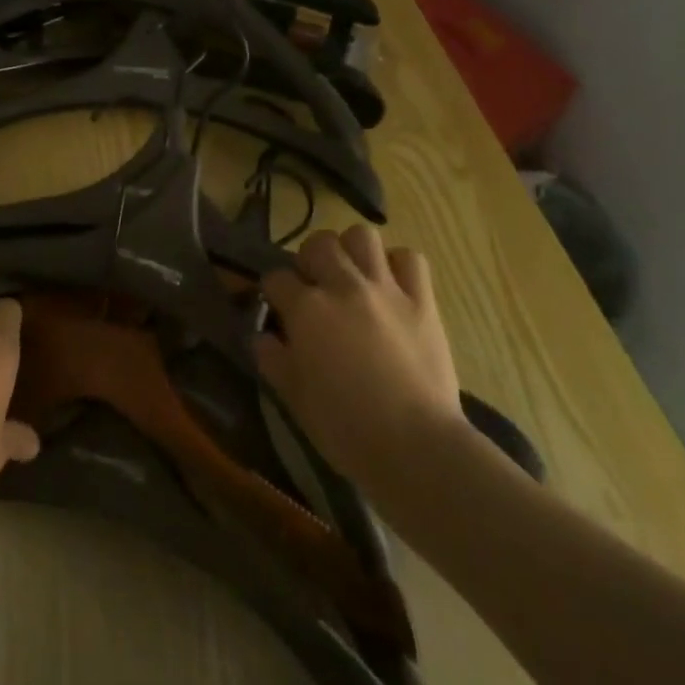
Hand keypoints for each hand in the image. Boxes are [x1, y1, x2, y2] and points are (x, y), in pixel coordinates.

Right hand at [256, 226, 463, 487]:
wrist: (417, 448)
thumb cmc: (347, 429)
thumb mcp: (295, 399)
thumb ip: (273, 360)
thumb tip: (261, 336)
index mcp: (307, 309)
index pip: (276, 278)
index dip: (273, 292)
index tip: (277, 308)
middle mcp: (343, 286)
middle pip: (318, 244)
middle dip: (309, 260)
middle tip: (314, 287)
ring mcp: (385, 289)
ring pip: (362, 236)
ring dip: (351, 251)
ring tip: (351, 276)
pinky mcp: (422, 300)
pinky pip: (410, 259)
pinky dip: (398, 266)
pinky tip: (391, 286)